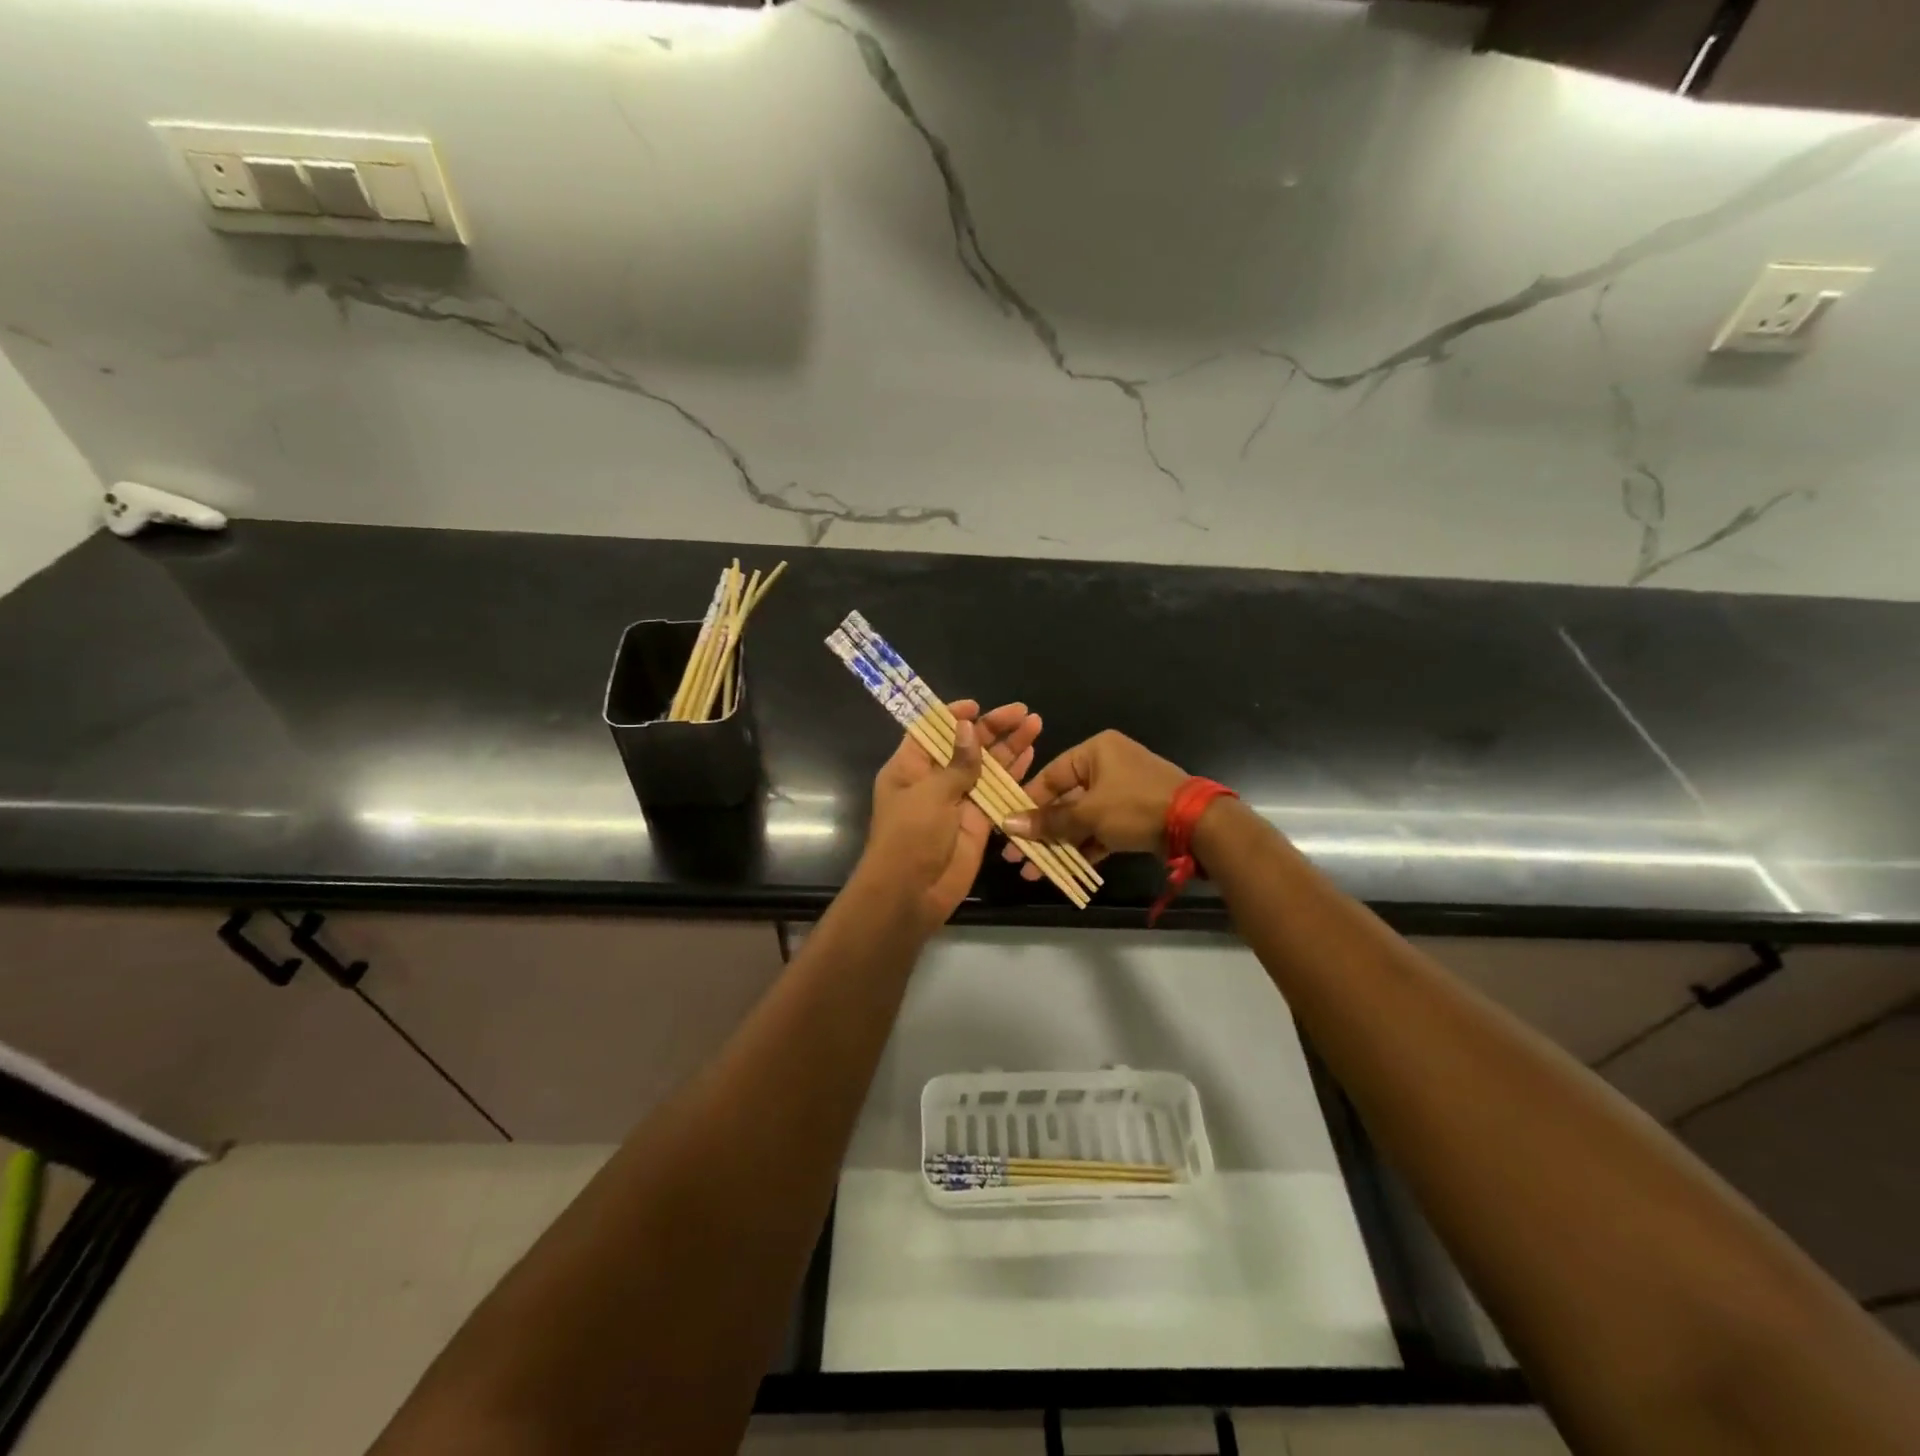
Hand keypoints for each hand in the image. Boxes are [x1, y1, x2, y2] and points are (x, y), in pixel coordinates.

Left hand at [859, 701, 1042, 929]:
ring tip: (1035, 725)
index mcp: (909, 767)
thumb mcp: (930, 794)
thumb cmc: (910, 836)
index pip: (931, 730)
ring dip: (1009, 746)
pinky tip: (1032, 755)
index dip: (954, 716)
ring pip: (986, 766)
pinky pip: (997, 792)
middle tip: (1022, 712)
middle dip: (993, 728)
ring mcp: (958, 800)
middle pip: (965, 745)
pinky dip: (1014, 775)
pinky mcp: (978, 820)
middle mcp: (933, 779)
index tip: (978, 706)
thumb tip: (968, 727)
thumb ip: (957, 763)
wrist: (911, 893)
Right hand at [1001, 730, 1187, 878]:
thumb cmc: (1135, 806)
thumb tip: (1008, 825)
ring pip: (1081, 819)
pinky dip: (1084, 847)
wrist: (1196, 825)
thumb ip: (1049, 821)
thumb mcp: (1088, 814)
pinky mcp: (1133, 816)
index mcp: (1095, 751)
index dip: (1027, 803)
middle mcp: (1107, 765)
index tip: (1007, 828)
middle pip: (1064, 799)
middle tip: (1017, 857)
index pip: (1050, 775)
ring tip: (1034, 871)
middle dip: (1041, 831)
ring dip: (1059, 844)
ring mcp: (1122, 792)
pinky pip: (1100, 830)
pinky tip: (1062, 870)